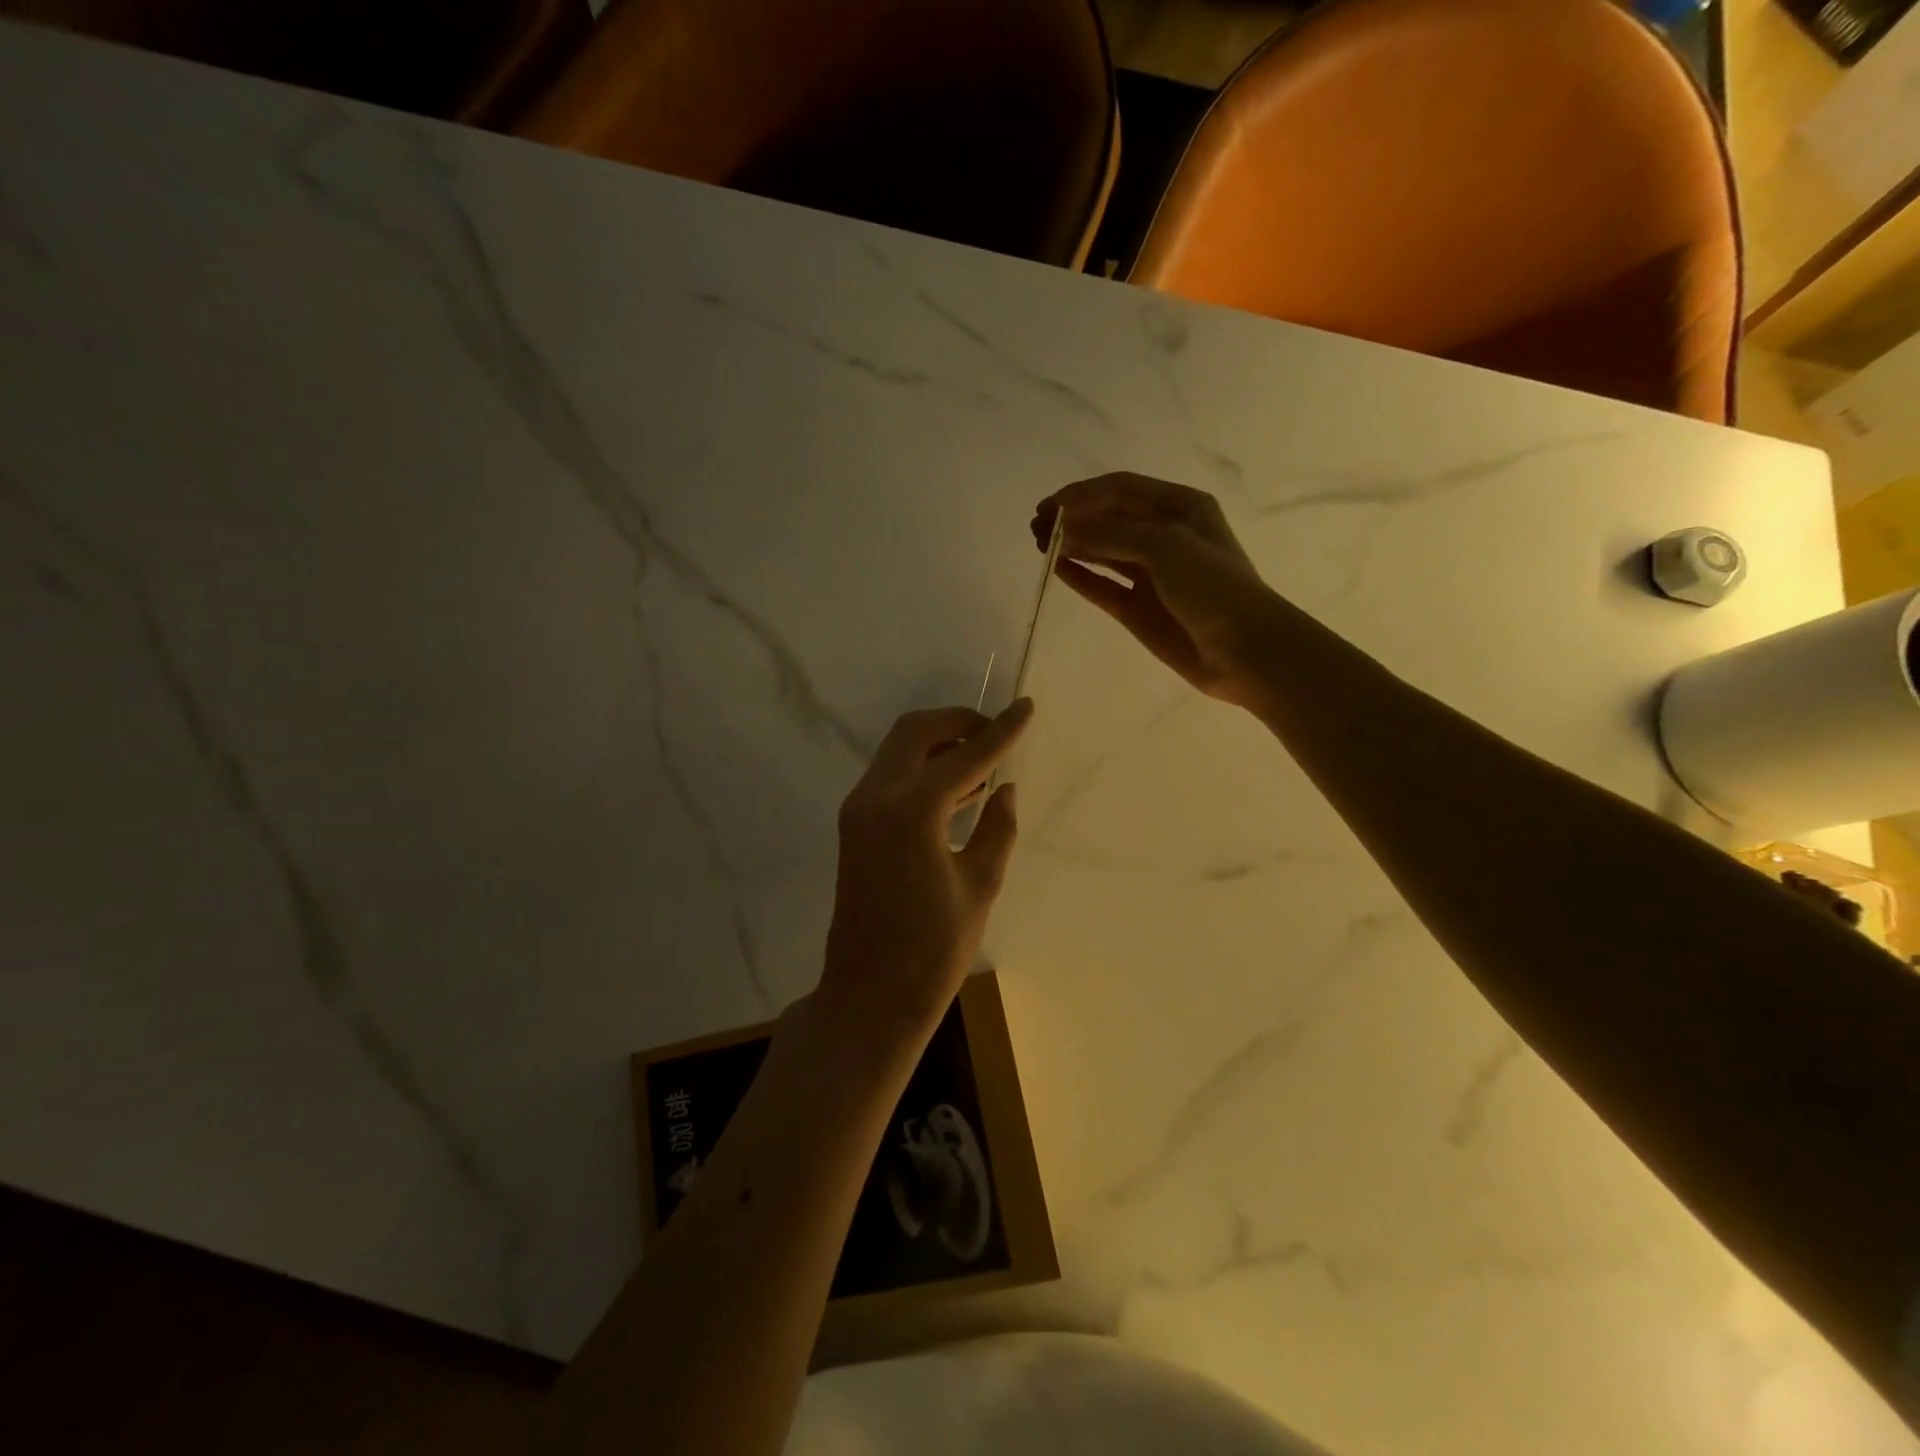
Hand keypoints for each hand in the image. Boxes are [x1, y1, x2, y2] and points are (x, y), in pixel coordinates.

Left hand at [818, 698, 1033, 1036]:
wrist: (869, 995)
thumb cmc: (933, 949)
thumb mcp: (979, 886)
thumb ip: (996, 828)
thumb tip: (1004, 789)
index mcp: (911, 810)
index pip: (965, 756)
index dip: (1001, 730)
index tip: (1026, 706)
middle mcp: (876, 797)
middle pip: (915, 732)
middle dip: (958, 722)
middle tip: (995, 733)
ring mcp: (859, 810)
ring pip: (898, 750)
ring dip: (938, 744)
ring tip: (983, 760)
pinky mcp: (854, 826)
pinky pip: (890, 777)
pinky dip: (922, 769)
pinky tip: (958, 789)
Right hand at [1034, 473, 1281, 708]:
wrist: (1246, 650)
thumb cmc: (1213, 587)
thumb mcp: (1165, 546)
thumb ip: (1111, 534)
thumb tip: (1062, 530)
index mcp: (1180, 507)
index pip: (1121, 490)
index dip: (1082, 495)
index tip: (1048, 507)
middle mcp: (1164, 535)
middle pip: (1109, 518)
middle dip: (1073, 518)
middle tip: (1036, 528)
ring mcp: (1151, 574)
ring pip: (1103, 551)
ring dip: (1073, 545)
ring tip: (1039, 544)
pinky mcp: (1139, 608)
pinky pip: (1104, 586)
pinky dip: (1081, 577)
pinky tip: (1057, 569)